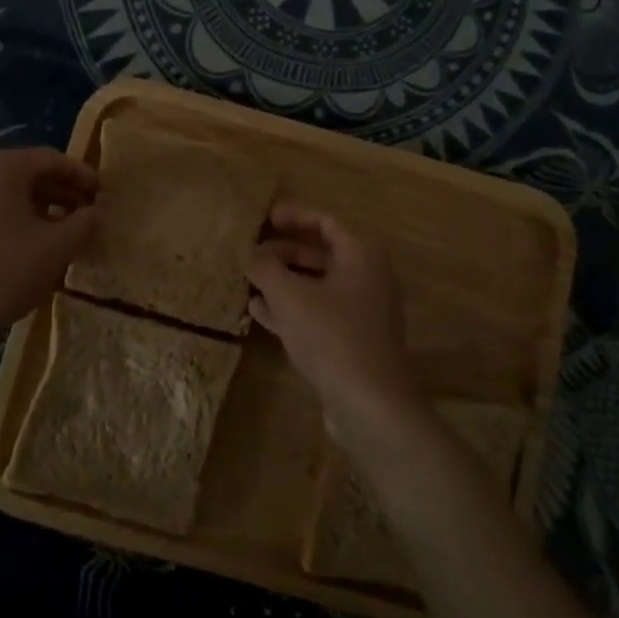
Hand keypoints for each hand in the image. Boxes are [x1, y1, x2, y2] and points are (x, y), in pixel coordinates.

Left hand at [0, 147, 97, 348]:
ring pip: (5, 196)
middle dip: (59, 193)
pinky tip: (28, 247)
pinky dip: (12, 222)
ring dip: (37, 209)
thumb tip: (93, 212)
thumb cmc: (7, 271)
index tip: (101, 193)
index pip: (49, 159)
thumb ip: (84, 222)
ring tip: (61, 232)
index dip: (80, 175)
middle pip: (25, 175)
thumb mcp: (58, 246)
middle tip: (85, 213)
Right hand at [246, 204, 424, 449]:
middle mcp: (368, 277)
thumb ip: (265, 268)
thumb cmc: (331, 334)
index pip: (326, 221)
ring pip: (318, 285)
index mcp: (361, 254)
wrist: (369, 402)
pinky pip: (319, 313)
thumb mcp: (289, 295)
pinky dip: (292, 308)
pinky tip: (259, 312)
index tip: (265, 217)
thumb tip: (249, 252)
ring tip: (249, 280)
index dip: (294, 216)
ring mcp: (363, 311)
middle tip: (252, 252)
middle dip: (285, 251)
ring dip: (284, 281)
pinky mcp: (353, 341)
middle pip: (322, 253)